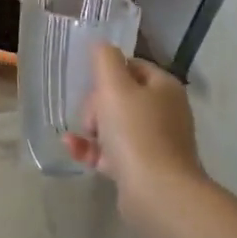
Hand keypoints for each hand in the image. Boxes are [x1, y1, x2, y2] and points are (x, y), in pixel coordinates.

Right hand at [64, 45, 206, 206]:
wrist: (157, 192)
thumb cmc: (136, 132)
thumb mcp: (115, 87)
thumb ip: (105, 60)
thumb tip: (102, 45)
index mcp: (164, 87)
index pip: (132, 66)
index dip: (107, 72)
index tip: (90, 85)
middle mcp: (165, 111)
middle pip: (121, 96)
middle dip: (97, 104)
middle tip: (91, 118)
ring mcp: (155, 142)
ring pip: (115, 125)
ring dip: (91, 127)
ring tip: (81, 135)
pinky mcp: (143, 168)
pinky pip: (112, 152)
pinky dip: (93, 149)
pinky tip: (71, 147)